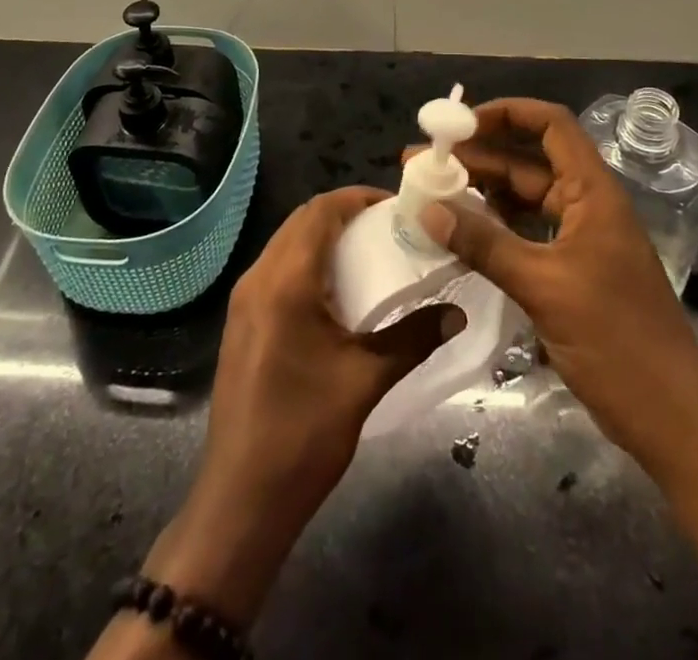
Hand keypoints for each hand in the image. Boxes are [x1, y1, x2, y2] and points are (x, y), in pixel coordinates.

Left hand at [144, 187, 454, 624]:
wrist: (241, 498)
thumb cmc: (304, 433)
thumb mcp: (366, 381)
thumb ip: (413, 338)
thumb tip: (457, 313)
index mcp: (285, 281)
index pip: (320, 211)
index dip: (357, 198)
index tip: (395, 205)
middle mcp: (258, 278)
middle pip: (301, 221)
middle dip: (344, 214)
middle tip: (388, 227)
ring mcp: (244, 300)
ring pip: (287, 243)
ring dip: (324, 237)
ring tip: (368, 253)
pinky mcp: (241, 321)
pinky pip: (276, 268)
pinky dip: (307, 261)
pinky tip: (336, 290)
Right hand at [419, 98, 697, 479]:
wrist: (673, 420)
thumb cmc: (618, 342)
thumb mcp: (545, 287)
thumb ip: (486, 245)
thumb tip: (430, 208)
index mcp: (593, 192)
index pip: (550, 125)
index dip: (505, 113)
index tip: (457, 124)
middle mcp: (586, 205)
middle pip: (527, 161)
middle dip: (476, 156)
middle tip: (422, 161)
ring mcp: (579, 239)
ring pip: (523, 199)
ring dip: (480, 192)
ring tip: (429, 192)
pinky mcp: (570, 272)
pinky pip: (524, 233)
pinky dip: (492, 228)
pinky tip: (458, 232)